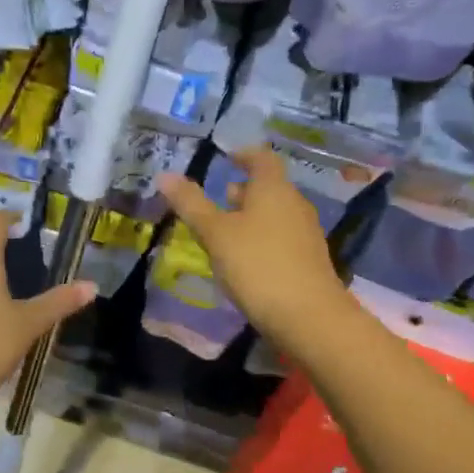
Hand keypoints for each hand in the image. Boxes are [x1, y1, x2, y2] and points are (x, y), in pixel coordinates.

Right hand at [158, 146, 354, 347]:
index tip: (226, 159)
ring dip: (251, 216)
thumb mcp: (215, 234)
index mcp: (273, 189)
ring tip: (225, 232)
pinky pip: (282, 237)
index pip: (262, 158)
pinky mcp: (309, 260)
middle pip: (269, 187)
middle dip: (243, 190)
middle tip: (218, 199)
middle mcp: (294, 204)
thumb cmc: (257, 265)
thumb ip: (191, 204)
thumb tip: (165, 175)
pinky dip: (262, 238)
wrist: (309, 317)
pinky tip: (245, 261)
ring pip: (275, 214)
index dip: (243, 154)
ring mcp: (306, 233)